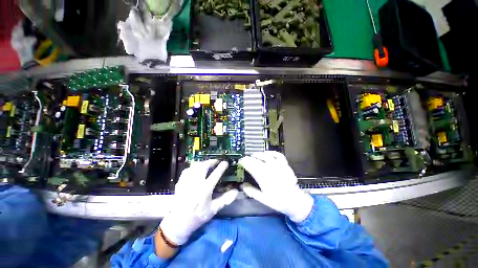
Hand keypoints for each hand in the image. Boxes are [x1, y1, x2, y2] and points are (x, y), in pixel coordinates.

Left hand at [160, 160, 238, 245]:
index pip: (215, 174)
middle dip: (211, 162)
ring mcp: (187, 182)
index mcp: (205, 189)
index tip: (225, 162)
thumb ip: (225, 199)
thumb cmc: (198, 216)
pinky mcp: (180, 183)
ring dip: (202, 163)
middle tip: (216, 161)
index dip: (221, 167)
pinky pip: (187, 170)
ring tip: (207, 164)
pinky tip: (195, 170)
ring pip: (195, 166)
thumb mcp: (213, 209)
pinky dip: (193, 167)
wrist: (179, 222)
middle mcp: (196, 183)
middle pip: (204, 166)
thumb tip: (236, 191)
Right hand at [239, 151, 313, 222]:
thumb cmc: (277, 200)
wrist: (295, 201)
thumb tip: (242, 184)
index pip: (251, 166)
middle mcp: (270, 169)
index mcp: (264, 178)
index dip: (244, 162)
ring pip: (266, 156)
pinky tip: (267, 153)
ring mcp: (279, 165)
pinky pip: (278, 155)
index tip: (240, 162)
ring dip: (258, 154)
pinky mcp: (285, 164)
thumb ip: (251, 191)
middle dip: (249, 158)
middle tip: (245, 159)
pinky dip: (271, 152)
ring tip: (254, 155)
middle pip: (257, 160)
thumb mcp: (262, 199)